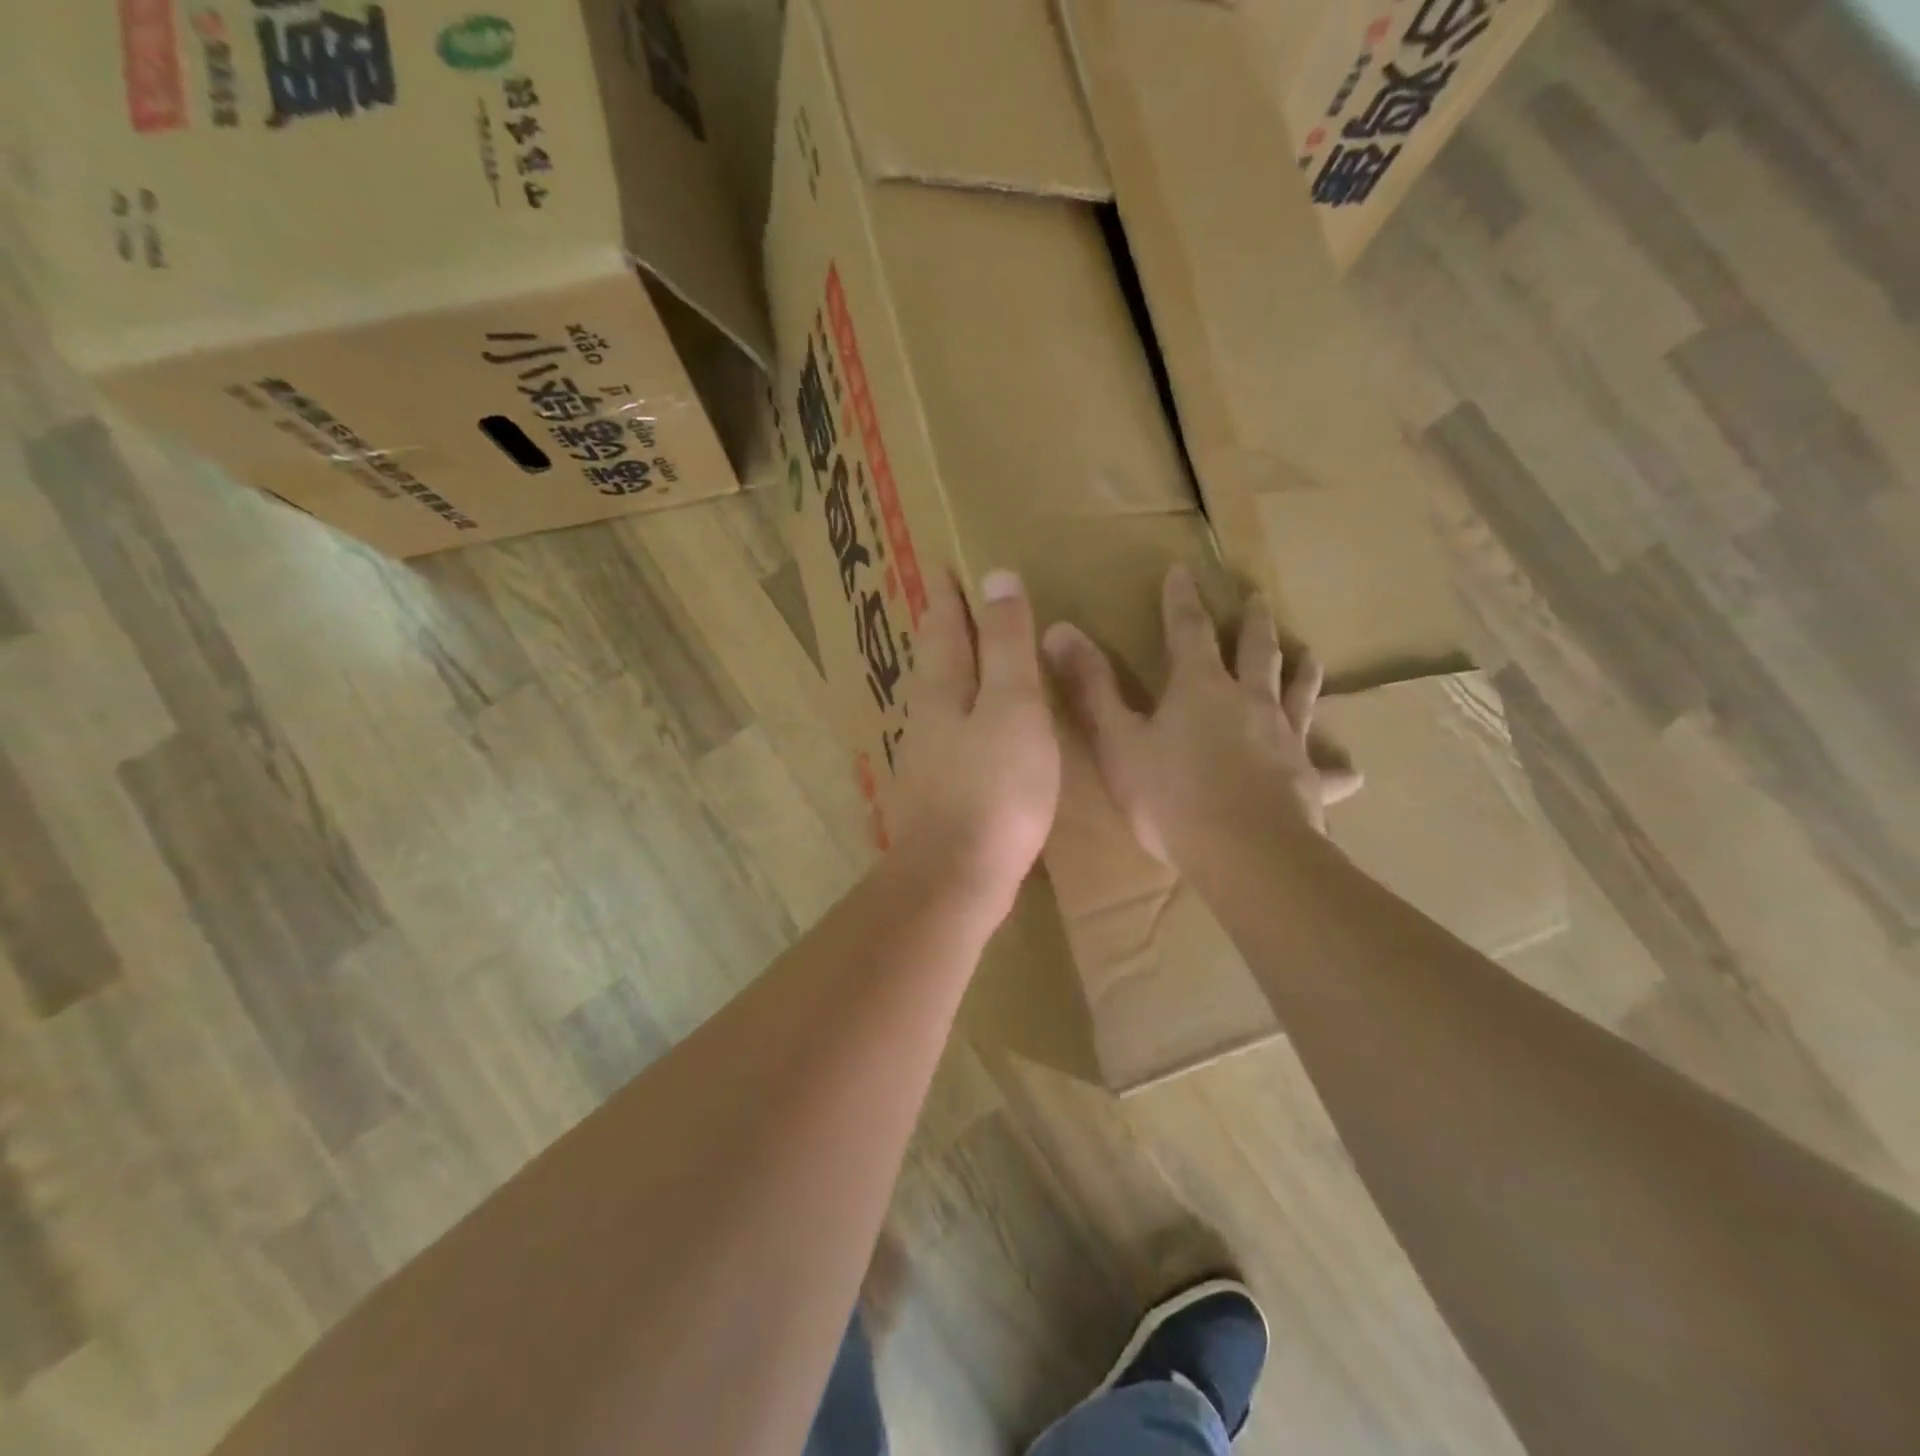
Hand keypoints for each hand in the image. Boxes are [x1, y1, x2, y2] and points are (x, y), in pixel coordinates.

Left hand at [887, 569, 1059, 921]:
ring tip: (963, 658)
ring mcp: (928, 761)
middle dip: (940, 629)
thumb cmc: (994, 788)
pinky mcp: (939, 795)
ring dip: (948, 672)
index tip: (942, 565)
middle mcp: (927, 719)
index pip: (944, 627)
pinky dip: (962, 716)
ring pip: (937, 700)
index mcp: (943, 691)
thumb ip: (1007, 645)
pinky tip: (973, 731)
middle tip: (946, 603)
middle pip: (932, 662)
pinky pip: (950, 737)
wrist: (957, 877)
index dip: (947, 595)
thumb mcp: (1013, 706)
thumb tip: (996, 577)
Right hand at [1042, 565, 1361, 863]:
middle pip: (1257, 650)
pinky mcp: (1308, 779)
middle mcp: (1250, 701)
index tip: (1182, 570)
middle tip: (1258, 597)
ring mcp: (1286, 738)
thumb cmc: (1170, 796)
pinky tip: (1350, 771)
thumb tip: (1060, 629)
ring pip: (1301, 693)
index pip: (1188, 630)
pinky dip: (1336, 767)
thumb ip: (1091, 687)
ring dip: (1303, 670)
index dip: (1181, 600)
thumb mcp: (1117, 741)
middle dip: (1254, 621)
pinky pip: (1327, 770)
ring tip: (1307, 653)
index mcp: (1200, 687)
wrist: (1243, 853)